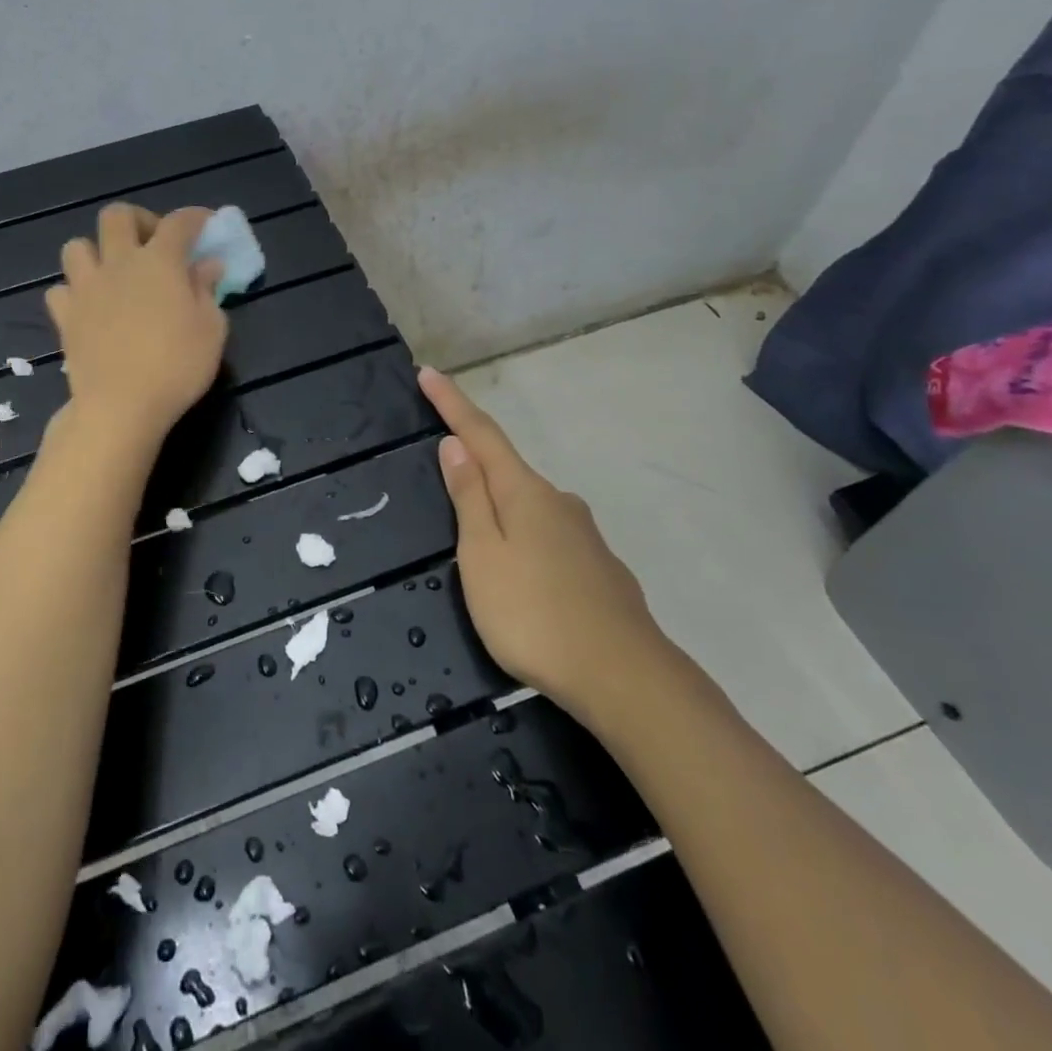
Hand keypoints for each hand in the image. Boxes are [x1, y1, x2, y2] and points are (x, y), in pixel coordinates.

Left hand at [46, 205, 227, 446]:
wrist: (121, 406)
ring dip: (97, 251)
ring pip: (77, 246)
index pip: (179, 223)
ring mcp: (86, 288)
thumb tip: (206, 266)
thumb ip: (207, 291)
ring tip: (114, 273)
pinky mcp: (65, 316)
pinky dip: (74, 292)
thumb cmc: (176, 367)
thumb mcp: (211, 330)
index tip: (206, 223)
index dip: (195, 217)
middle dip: (138, 220)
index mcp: (159, 262)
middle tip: (153, 244)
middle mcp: (118, 263)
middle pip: (117, 216)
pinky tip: (89, 307)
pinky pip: (60, 289)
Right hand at [417, 367, 671, 713]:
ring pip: (530, 507)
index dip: (451, 403)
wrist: (624, 677)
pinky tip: (524, 577)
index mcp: (524, 493)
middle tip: (444, 470)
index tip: (427, 373)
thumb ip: (469, 498)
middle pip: (507, 469)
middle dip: (475, 462)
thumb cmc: (533, 614)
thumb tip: (455, 445)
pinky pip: (549, 538)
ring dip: (501, 507)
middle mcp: (558, 502)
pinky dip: (526, 540)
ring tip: (480, 544)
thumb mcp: (482, 555)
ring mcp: (584, 535)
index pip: (480, 434)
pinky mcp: (598, 568)